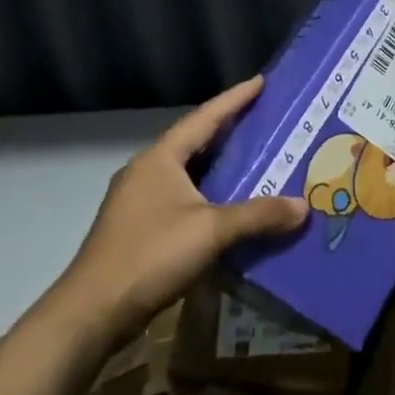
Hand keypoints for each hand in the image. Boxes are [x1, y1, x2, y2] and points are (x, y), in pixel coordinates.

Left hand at [40, 77, 308, 346]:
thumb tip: (303, 206)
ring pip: (186, 172)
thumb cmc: (150, 255)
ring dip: (218, 166)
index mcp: (160, 159)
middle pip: (194, 141)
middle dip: (228, 130)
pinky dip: (207, 194)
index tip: (261, 81)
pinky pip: (181, 197)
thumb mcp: (211, 231)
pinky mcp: (137, 228)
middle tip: (264, 121)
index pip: (204, 118)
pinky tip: (228, 206)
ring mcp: (137, 201)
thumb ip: (258, 215)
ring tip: (254, 160)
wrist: (91, 313)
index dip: (235, 99)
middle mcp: (146, 171)